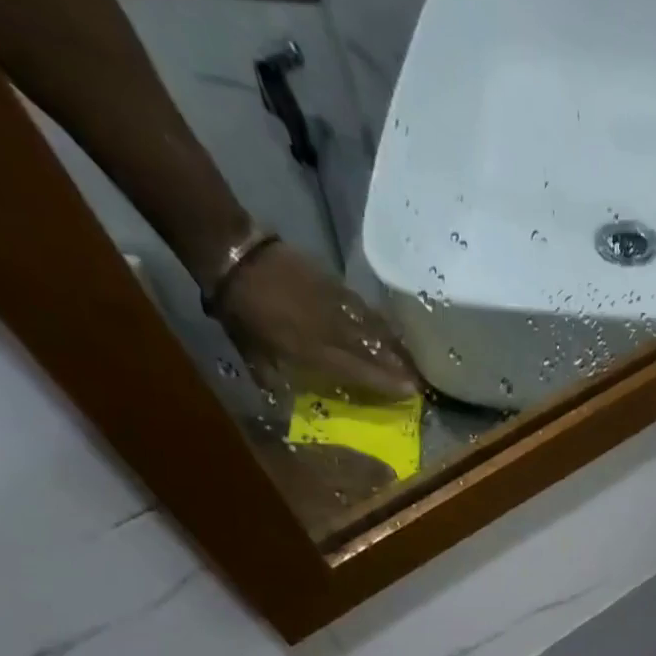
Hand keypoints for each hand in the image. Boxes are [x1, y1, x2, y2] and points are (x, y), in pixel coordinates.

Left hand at [214, 241, 419, 402]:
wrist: (235, 257)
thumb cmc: (241, 312)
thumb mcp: (252, 353)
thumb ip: (274, 376)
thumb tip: (283, 398)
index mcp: (315, 351)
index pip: (360, 370)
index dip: (386, 382)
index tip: (411, 392)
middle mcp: (334, 331)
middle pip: (375, 350)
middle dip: (399, 366)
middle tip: (420, 379)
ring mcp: (337, 306)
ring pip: (374, 329)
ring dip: (394, 345)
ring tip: (411, 358)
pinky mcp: (335, 285)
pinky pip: (364, 308)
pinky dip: (378, 321)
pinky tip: (388, 327)